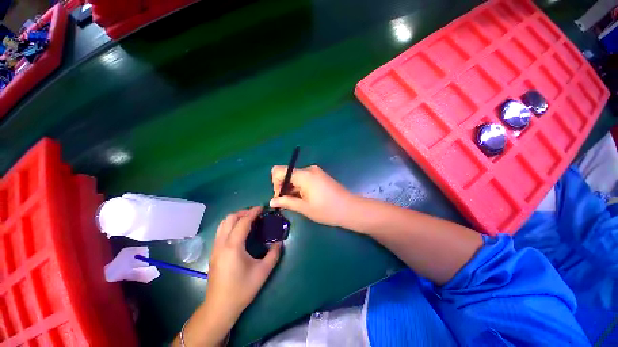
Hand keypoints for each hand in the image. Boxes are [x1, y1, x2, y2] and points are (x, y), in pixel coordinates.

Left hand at [175, 207, 280, 346]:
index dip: (253, 212)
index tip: (262, 208)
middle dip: (243, 212)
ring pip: (222, 224)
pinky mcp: (214, 253)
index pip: (243, 222)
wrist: (219, 308)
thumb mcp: (263, 272)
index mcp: (233, 246)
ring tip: (248, 220)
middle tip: (256, 215)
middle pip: (229, 218)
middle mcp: (221, 244)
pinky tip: (240, 232)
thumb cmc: (242, 290)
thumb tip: (279, 243)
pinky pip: (221, 231)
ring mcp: (215, 248)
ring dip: (236, 218)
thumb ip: (274, 254)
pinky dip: (231, 225)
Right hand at [270, 165, 353, 226]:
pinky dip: (301, 187)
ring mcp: (316, 171)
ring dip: (293, 188)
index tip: (281, 196)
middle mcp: (309, 169)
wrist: (349, 209)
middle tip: (289, 203)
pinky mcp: (321, 175)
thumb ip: (286, 202)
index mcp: (304, 175)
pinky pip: (305, 178)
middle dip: (284, 187)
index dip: (276, 183)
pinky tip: (306, 198)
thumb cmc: (326, 210)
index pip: (279, 170)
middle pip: (288, 173)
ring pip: (296, 177)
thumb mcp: (304, 207)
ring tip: (299, 203)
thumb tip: (271, 201)